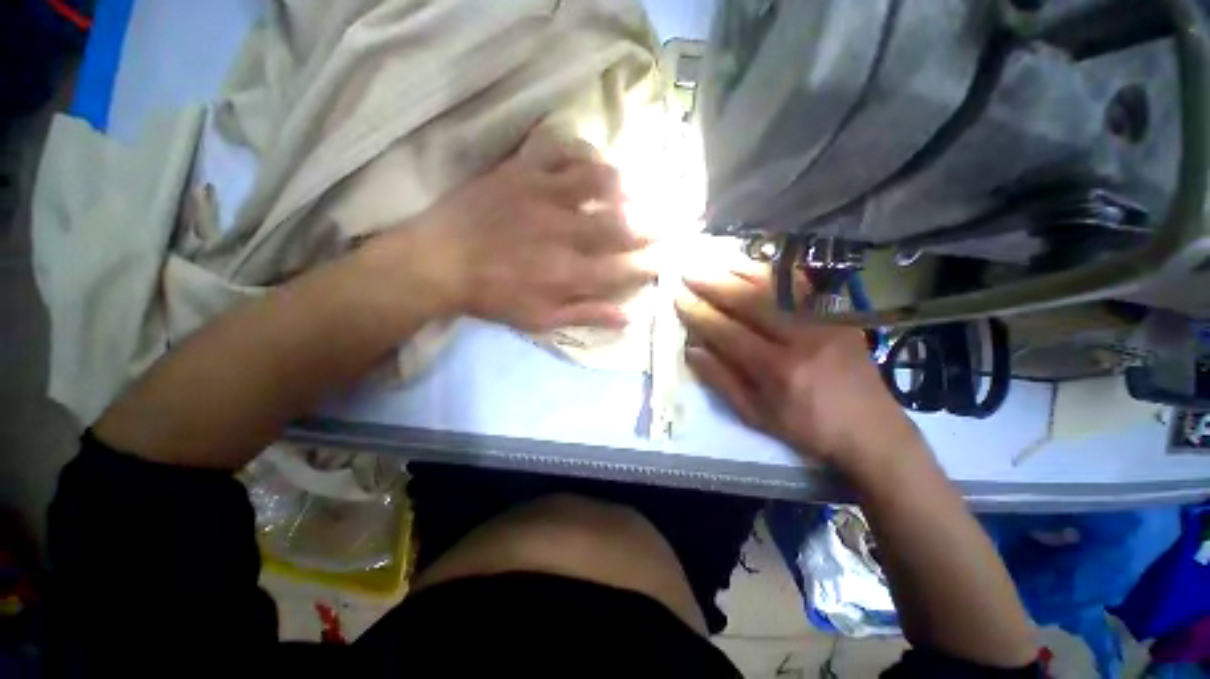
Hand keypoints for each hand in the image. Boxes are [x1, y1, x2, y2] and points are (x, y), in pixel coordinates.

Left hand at [408, 130, 654, 331]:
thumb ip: (586, 315)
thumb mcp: (541, 320)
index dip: (653, 262)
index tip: (671, 256)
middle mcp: (565, 233)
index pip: (626, 267)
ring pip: (598, 181)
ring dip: (626, 183)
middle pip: (622, 224)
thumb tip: (627, 318)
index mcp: (570, 273)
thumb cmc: (493, 296)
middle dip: (656, 221)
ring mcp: (544, 196)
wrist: (440, 262)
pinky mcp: (521, 172)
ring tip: (641, 185)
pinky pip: (558, 149)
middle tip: (678, 215)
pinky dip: (581, 149)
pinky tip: (593, 157)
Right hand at [675, 268, 921, 469]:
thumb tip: (692, 349)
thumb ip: (722, 380)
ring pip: (775, 286)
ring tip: (714, 262)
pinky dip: (775, 272)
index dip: (699, 313)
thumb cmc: (806, 428)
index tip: (678, 298)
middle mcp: (801, 338)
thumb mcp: (756, 414)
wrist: (871, 430)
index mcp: (777, 369)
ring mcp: (824, 321)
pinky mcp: (839, 314)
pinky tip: (756, 264)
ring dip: (739, 271)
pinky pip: (802, 285)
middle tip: (689, 272)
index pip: (728, 332)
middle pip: (750, 301)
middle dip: (714, 284)